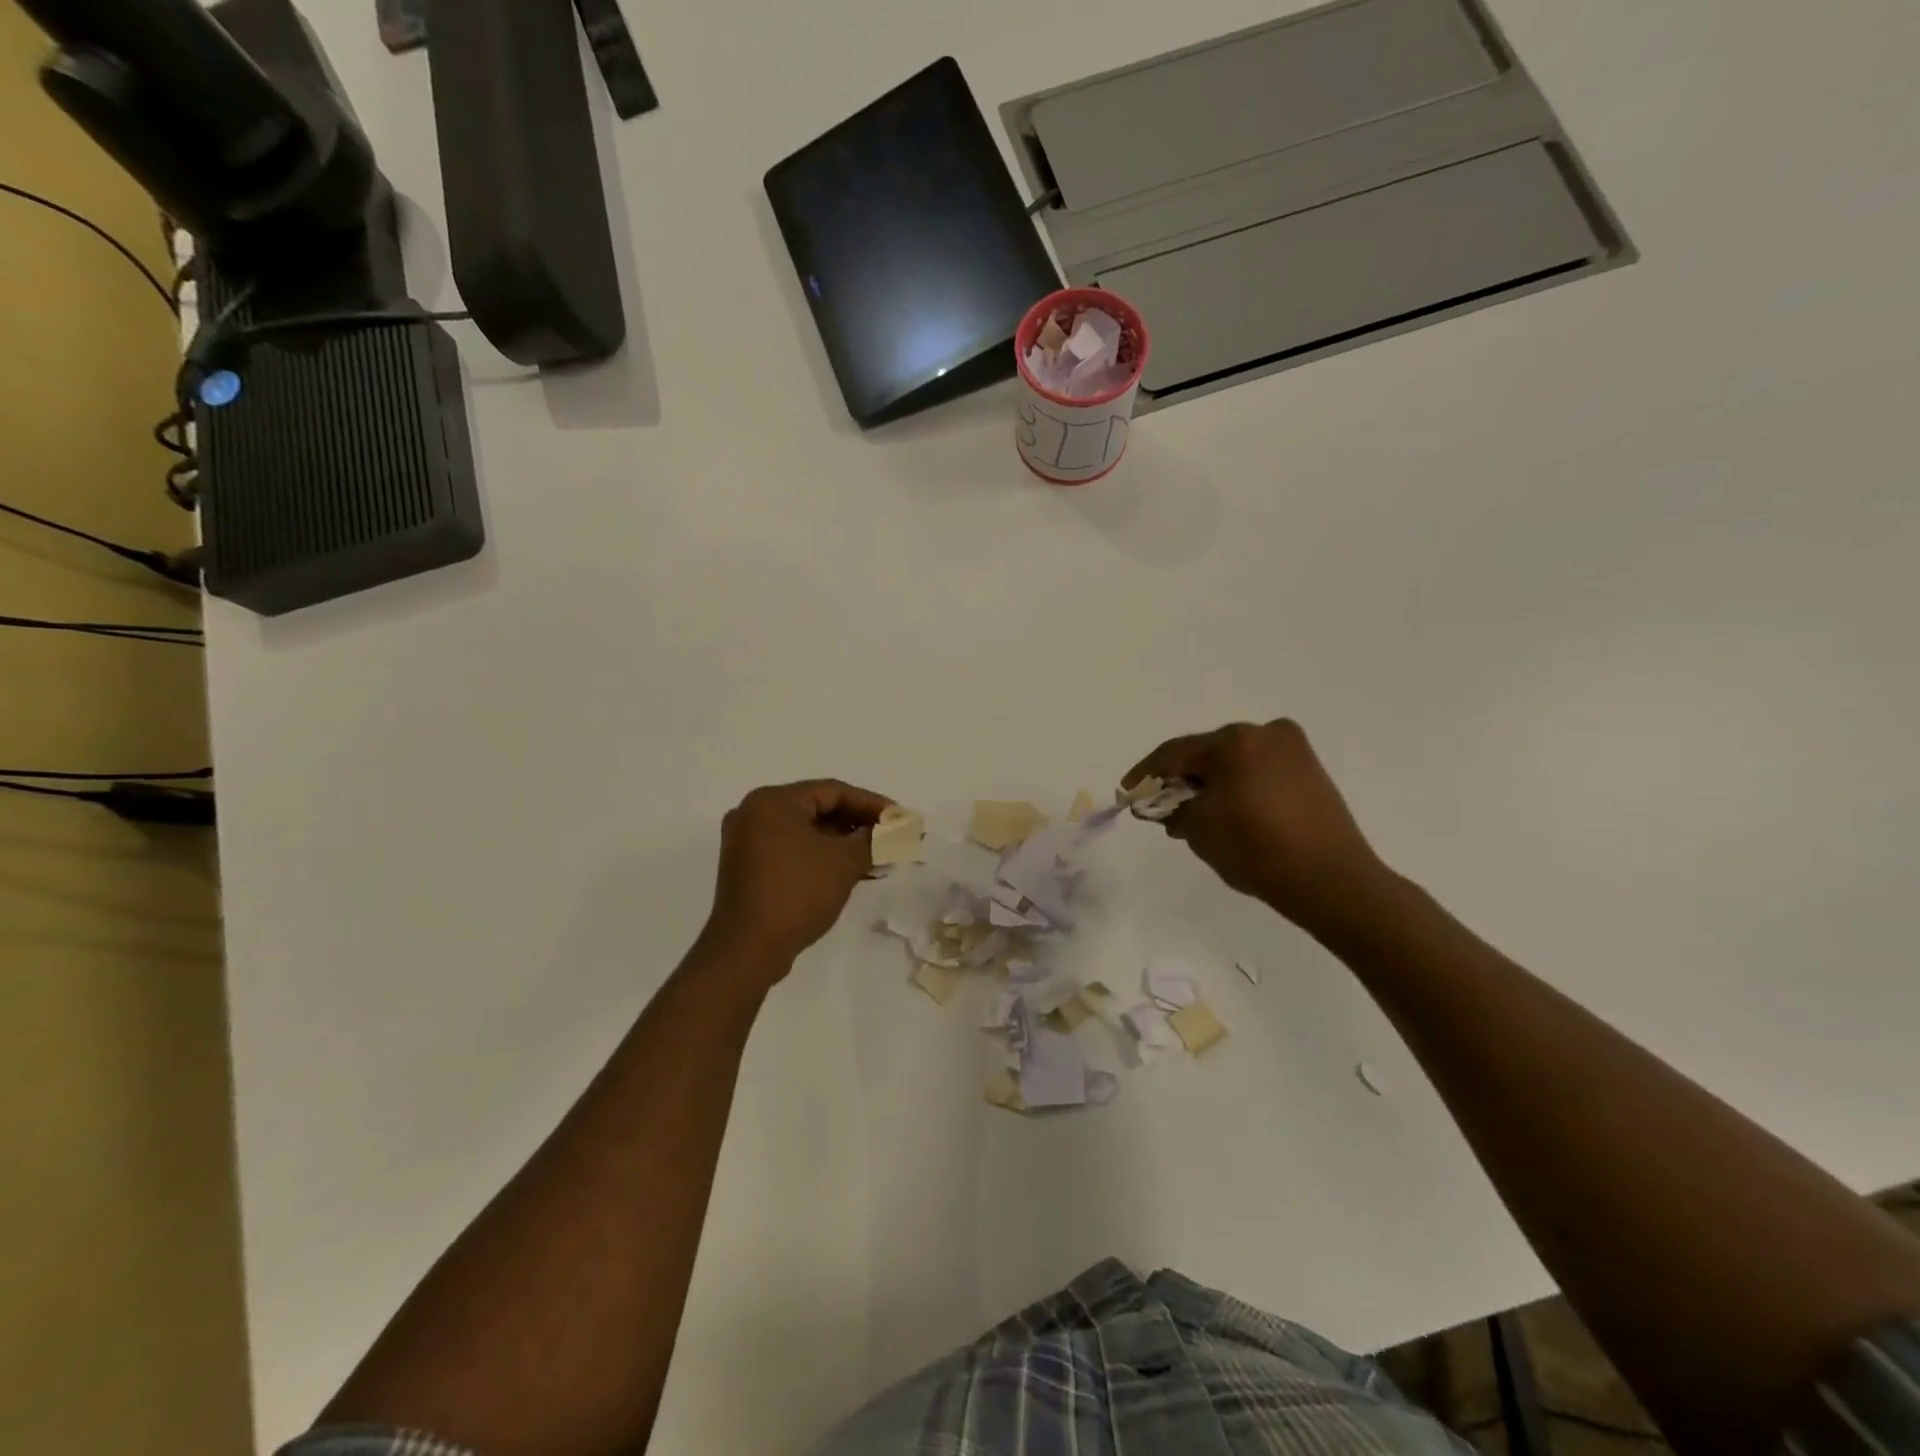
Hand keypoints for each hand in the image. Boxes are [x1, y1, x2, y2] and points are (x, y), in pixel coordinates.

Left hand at [703, 779, 891, 972]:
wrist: (747, 950)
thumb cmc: (796, 894)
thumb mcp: (844, 863)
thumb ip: (874, 839)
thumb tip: (895, 830)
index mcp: (773, 801)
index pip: (833, 791)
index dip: (872, 804)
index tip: (900, 818)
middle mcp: (754, 814)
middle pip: (818, 809)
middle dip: (858, 824)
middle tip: (891, 836)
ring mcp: (747, 843)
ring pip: (806, 833)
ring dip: (843, 843)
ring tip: (879, 856)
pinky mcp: (748, 869)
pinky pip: (793, 851)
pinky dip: (822, 857)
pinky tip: (852, 871)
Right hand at [1124, 720, 1387, 932]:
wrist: (1331, 881)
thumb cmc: (1257, 850)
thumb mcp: (1200, 831)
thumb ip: (1173, 810)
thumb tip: (1166, 805)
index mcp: (1234, 742)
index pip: (1175, 753)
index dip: (1146, 773)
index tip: (1127, 792)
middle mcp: (1264, 733)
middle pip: (1206, 753)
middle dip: (1181, 778)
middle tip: (1161, 804)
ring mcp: (1292, 749)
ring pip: (1234, 760)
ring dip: (1210, 782)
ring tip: (1193, 812)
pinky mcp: (1309, 769)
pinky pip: (1259, 769)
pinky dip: (1238, 784)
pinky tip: (1227, 809)